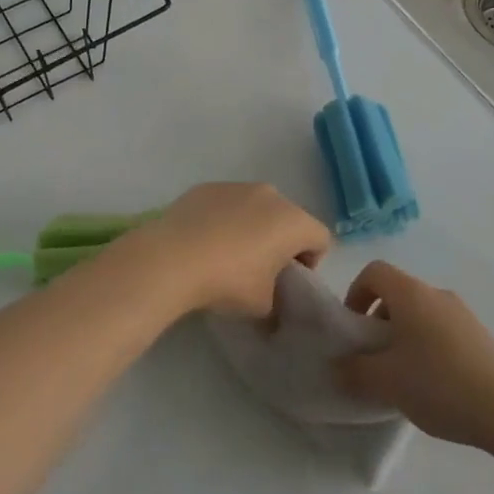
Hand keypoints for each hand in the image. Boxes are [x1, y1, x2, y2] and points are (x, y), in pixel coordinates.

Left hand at [116, 183, 331, 318]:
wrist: (172, 257)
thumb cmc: (228, 281)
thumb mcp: (262, 306)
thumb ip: (278, 302)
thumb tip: (273, 306)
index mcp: (293, 221)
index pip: (320, 238)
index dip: (311, 262)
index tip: (289, 282)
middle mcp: (271, 195)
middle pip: (289, 219)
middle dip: (281, 242)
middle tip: (261, 271)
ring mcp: (237, 186)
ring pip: (257, 207)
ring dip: (253, 227)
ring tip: (229, 255)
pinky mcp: (208, 187)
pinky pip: (228, 204)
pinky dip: (225, 219)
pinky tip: (205, 242)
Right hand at [336, 261, 493, 452]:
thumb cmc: (439, 385)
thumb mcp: (387, 382)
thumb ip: (354, 370)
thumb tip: (337, 365)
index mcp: (411, 294)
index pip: (374, 272)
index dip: (356, 293)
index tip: (353, 329)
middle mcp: (436, 293)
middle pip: (397, 293)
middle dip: (378, 320)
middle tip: (374, 358)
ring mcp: (462, 313)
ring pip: (420, 313)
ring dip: (403, 335)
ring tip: (402, 377)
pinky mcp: (479, 335)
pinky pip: (441, 329)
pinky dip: (427, 346)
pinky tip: (433, 385)